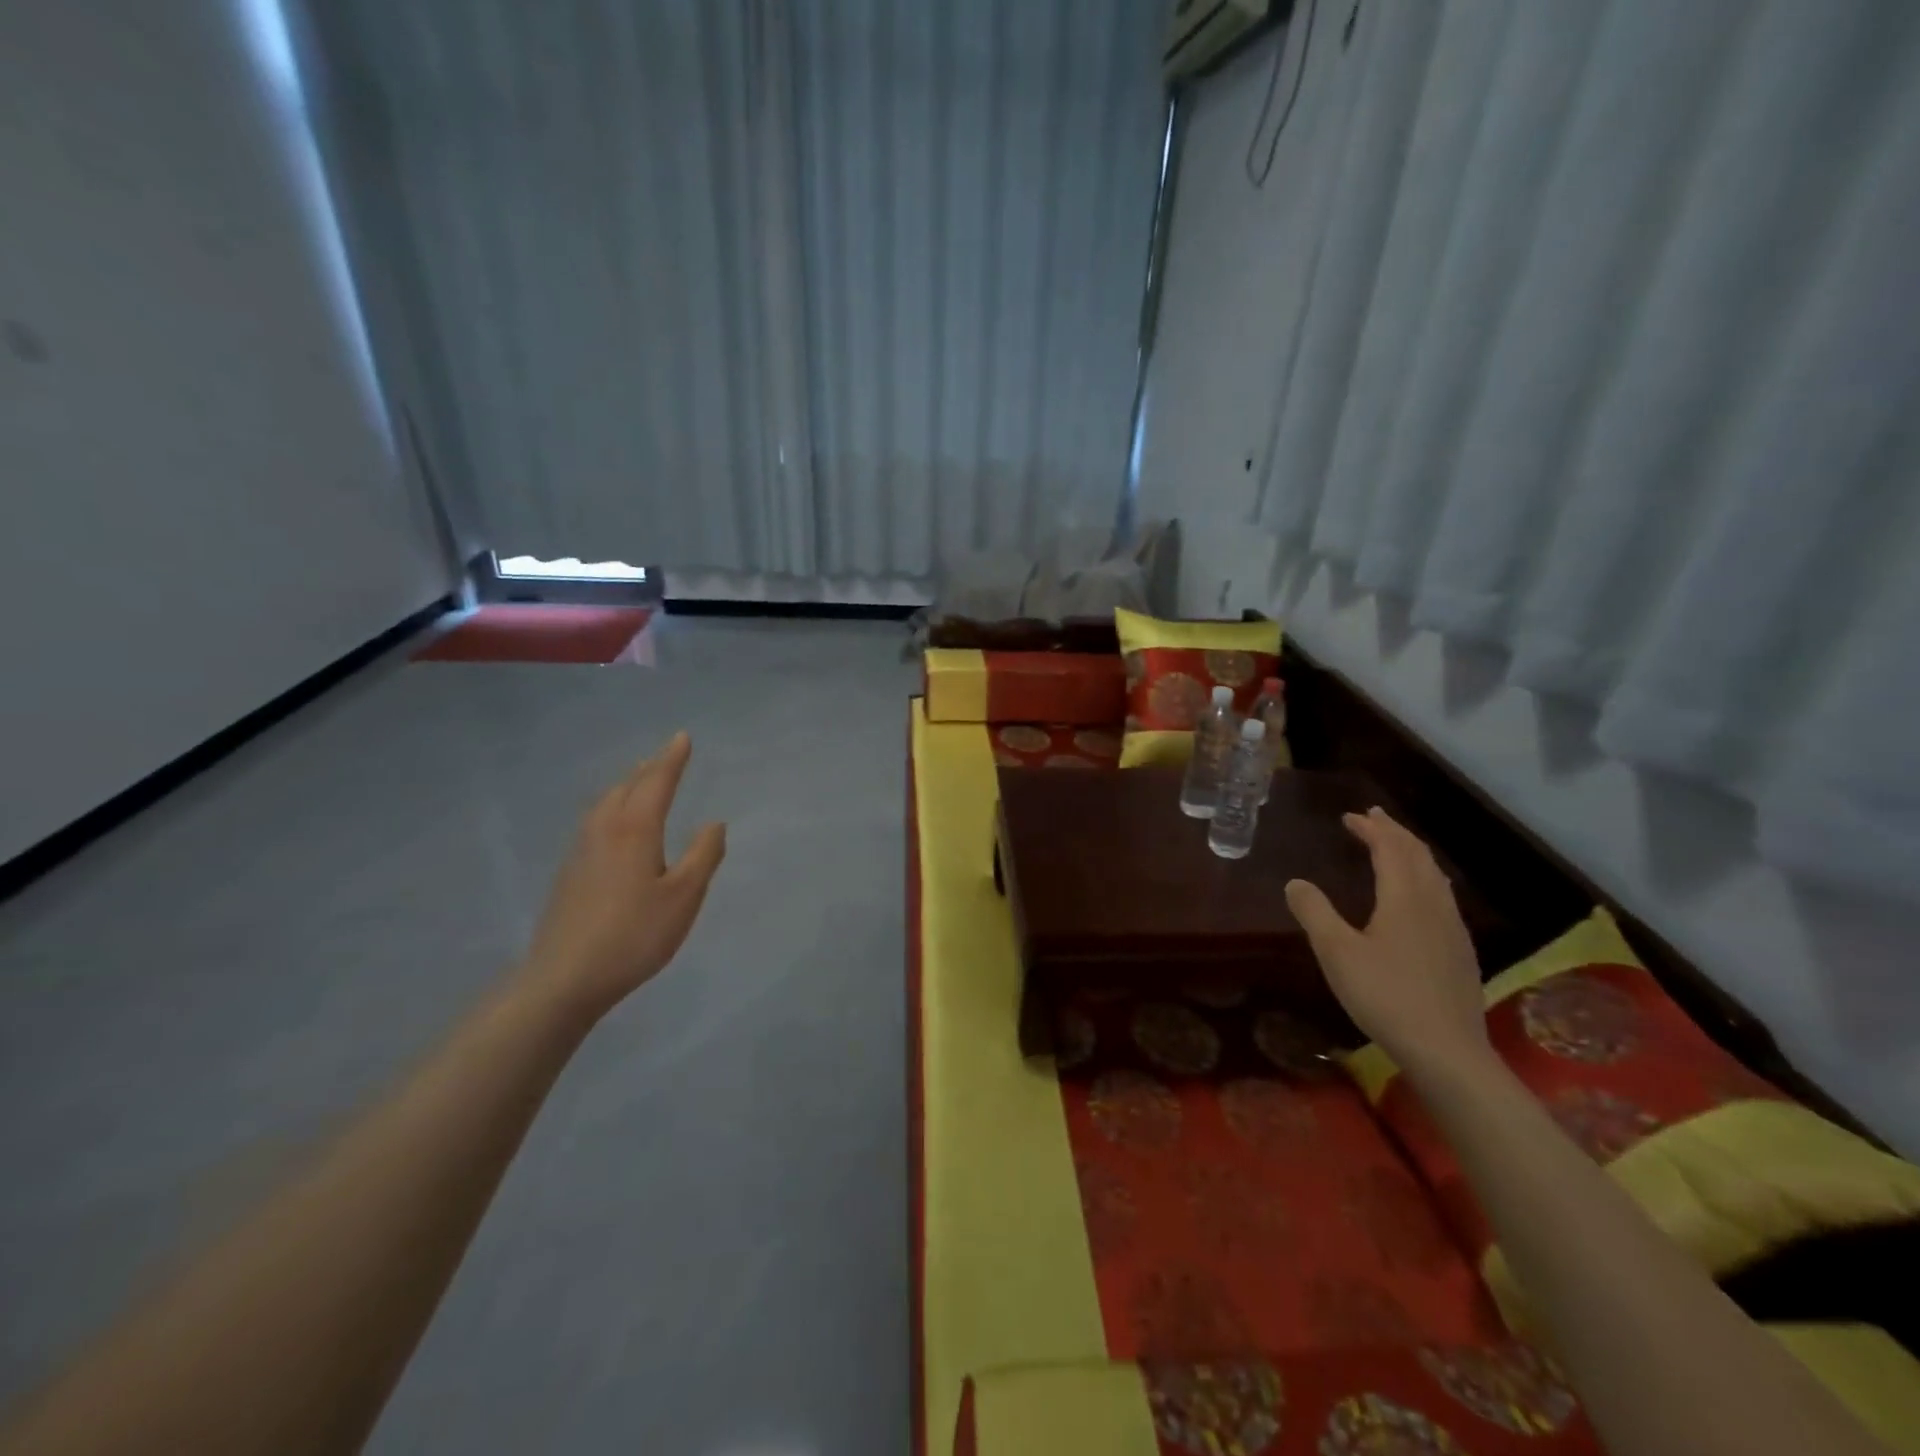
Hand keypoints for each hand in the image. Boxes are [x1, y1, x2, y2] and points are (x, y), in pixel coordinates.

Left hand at [520, 732, 725, 1020]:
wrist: (565, 977)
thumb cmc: (634, 934)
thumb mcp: (684, 897)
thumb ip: (703, 855)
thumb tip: (714, 823)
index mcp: (635, 829)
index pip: (656, 782)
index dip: (672, 759)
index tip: (682, 737)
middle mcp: (605, 829)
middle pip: (627, 786)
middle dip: (649, 767)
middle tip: (665, 754)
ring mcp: (581, 849)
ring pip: (606, 802)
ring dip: (627, 784)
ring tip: (640, 778)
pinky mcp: (570, 871)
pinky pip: (595, 819)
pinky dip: (612, 805)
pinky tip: (613, 822)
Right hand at [1284, 807, 1488, 1078]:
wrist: (1447, 1050)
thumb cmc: (1385, 995)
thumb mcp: (1336, 952)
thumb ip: (1314, 912)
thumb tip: (1295, 882)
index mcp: (1405, 898)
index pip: (1390, 849)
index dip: (1371, 829)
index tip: (1350, 817)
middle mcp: (1434, 904)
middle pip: (1418, 856)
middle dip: (1394, 833)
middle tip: (1373, 818)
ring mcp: (1453, 929)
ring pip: (1435, 876)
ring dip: (1412, 854)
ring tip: (1395, 847)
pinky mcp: (1460, 952)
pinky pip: (1442, 896)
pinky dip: (1424, 878)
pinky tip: (1418, 897)